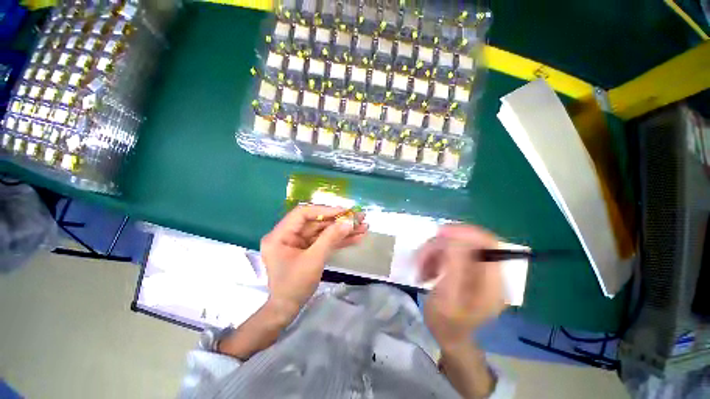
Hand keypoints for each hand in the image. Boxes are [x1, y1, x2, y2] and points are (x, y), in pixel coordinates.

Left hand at [260, 205, 367, 318]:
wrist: (287, 309)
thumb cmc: (294, 285)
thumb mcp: (314, 260)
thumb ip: (330, 238)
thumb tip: (349, 222)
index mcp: (280, 234)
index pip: (303, 213)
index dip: (325, 210)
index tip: (344, 211)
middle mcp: (288, 234)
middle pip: (317, 222)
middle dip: (339, 221)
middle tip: (360, 217)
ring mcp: (299, 242)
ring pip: (323, 231)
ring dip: (343, 230)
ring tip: (363, 227)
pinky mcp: (307, 249)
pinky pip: (324, 241)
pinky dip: (339, 240)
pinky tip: (355, 237)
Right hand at [418, 224, 505, 349]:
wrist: (447, 335)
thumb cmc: (446, 322)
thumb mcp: (448, 297)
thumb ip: (455, 267)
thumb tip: (455, 237)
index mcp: (492, 282)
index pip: (487, 243)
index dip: (465, 232)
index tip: (439, 233)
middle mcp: (488, 272)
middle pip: (465, 242)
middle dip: (439, 246)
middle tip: (421, 258)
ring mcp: (476, 269)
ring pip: (453, 245)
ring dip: (433, 252)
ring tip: (420, 268)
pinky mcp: (465, 268)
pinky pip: (448, 252)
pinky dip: (433, 256)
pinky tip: (425, 269)